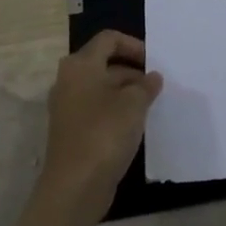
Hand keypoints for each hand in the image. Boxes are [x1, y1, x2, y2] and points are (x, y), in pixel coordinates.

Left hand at [41, 30, 163, 211]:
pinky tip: (136, 125)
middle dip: (133, 71)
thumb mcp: (134, 103)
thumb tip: (152, 77)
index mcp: (81, 66)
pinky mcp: (72, 131)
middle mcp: (70, 82)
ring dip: (127, 92)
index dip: (133, 45)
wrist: (74, 186)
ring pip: (102, 88)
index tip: (153, 62)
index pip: (108, 39)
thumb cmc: (104, 133)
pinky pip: (98, 109)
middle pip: (104, 63)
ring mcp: (68, 108)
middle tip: (156, 85)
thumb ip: (146, 85)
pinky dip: (117, 111)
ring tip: (151, 105)